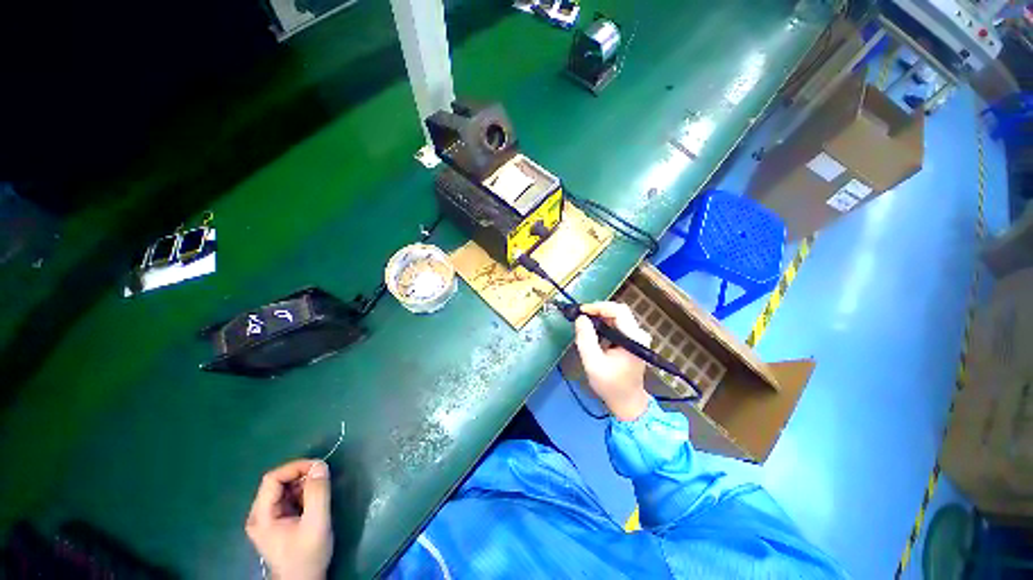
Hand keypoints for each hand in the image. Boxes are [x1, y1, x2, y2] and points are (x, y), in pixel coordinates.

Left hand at [246, 460, 332, 579]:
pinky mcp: (277, 522)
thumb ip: (318, 493)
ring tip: (321, 490)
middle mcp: (260, 515)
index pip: (272, 479)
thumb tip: (320, 465)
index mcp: (262, 516)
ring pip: (284, 489)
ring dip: (304, 484)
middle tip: (323, 477)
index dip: (296, 467)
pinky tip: (314, 501)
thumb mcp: (317, 523)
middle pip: (278, 483)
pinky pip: (288, 498)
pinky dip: (303, 494)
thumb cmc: (307, 556)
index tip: (319, 466)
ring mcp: (267, 519)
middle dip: (302, 476)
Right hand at [573, 301, 651, 421]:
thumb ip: (586, 339)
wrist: (627, 402)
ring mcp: (637, 337)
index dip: (599, 307)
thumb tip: (581, 318)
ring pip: (617, 317)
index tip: (581, 311)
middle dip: (598, 311)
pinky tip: (592, 330)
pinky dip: (603, 324)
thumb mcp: (593, 363)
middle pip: (618, 311)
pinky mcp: (632, 340)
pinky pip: (617, 324)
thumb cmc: (610, 385)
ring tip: (583, 323)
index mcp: (634, 338)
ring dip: (599, 317)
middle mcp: (638, 334)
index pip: (618, 311)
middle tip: (580, 316)